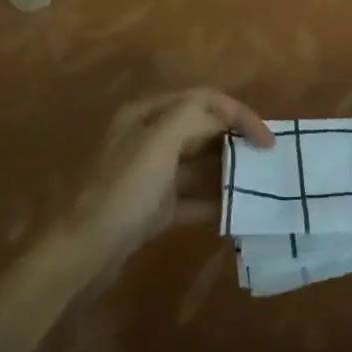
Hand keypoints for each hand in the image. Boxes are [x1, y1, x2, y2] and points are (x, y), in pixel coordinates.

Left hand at [72, 88, 272, 273]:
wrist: (84, 252)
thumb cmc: (124, 191)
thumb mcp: (159, 142)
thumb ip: (195, 117)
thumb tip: (226, 117)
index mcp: (147, 114)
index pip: (203, 99)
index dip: (239, 114)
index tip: (266, 140)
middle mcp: (149, 137)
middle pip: (203, 129)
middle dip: (236, 141)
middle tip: (267, 161)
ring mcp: (151, 174)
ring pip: (200, 164)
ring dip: (229, 172)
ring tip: (259, 185)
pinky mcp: (154, 207)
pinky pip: (192, 197)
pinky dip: (215, 202)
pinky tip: (237, 213)